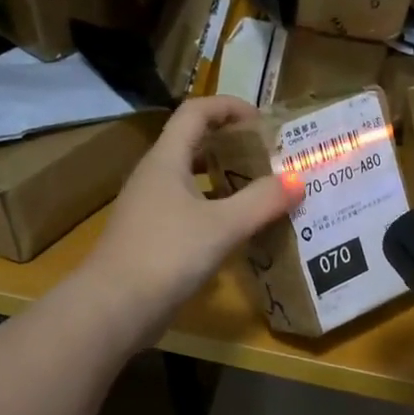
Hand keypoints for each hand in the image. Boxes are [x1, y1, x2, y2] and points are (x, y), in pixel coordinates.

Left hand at [81, 98, 300, 343]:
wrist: (115, 307)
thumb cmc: (167, 254)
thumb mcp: (223, 225)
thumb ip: (262, 201)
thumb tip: (298, 180)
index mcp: (166, 159)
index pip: (196, 112)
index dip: (229, 107)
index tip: (263, 122)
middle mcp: (154, 176)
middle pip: (193, 144)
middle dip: (231, 145)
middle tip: (268, 158)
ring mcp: (149, 209)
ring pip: (191, 180)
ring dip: (224, 180)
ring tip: (261, 192)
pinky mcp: (151, 238)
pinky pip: (188, 211)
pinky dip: (215, 211)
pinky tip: (238, 231)